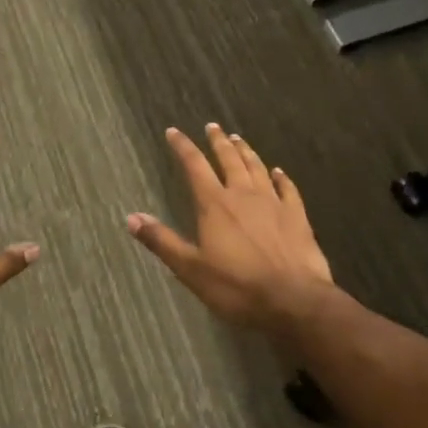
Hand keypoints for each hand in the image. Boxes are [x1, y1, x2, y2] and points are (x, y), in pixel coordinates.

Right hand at [129, 124, 332, 331]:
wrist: (295, 301)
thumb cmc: (237, 287)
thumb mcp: (191, 269)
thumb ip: (162, 241)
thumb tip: (131, 217)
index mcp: (215, 204)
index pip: (194, 165)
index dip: (182, 146)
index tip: (173, 131)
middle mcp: (243, 194)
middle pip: (229, 159)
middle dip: (218, 142)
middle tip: (212, 126)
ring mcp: (273, 203)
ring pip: (257, 168)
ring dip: (246, 152)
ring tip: (238, 139)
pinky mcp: (297, 217)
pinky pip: (288, 189)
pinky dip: (282, 178)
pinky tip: (279, 172)